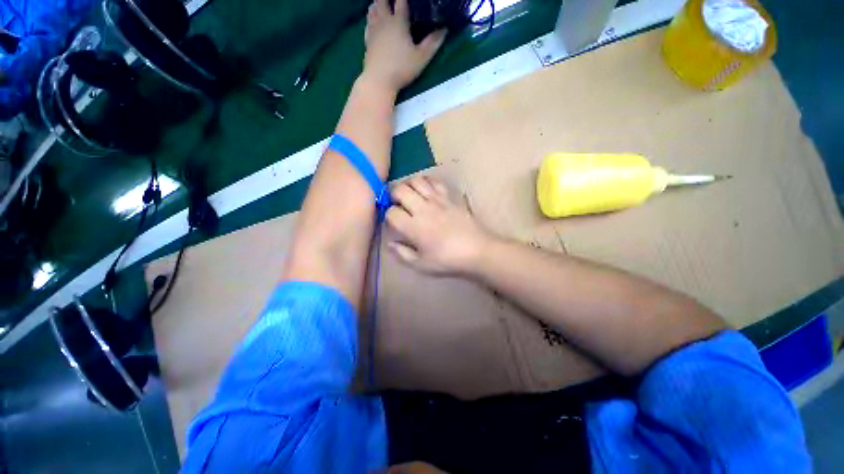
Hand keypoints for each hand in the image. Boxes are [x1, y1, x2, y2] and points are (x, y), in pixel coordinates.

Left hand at [363, 0, 446, 91]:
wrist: (379, 80)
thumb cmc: (401, 69)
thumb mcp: (421, 58)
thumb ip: (433, 43)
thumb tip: (444, 29)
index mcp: (398, 22)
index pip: (401, 1)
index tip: (408, 0)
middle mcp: (384, 21)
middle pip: (382, 0)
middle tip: (395, 2)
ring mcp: (373, 30)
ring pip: (373, 9)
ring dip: (378, 4)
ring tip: (383, 4)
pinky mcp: (367, 41)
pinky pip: (368, 23)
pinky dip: (371, 17)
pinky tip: (373, 20)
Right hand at [387, 176, 493, 275]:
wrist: (477, 250)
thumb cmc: (448, 260)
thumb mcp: (422, 265)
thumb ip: (402, 254)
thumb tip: (390, 243)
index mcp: (414, 227)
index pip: (391, 212)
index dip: (388, 216)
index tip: (394, 222)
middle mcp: (423, 209)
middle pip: (400, 190)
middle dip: (394, 196)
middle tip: (398, 205)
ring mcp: (437, 200)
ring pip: (416, 181)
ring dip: (408, 186)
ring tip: (410, 195)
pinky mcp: (449, 196)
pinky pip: (435, 181)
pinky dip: (427, 182)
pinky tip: (426, 191)